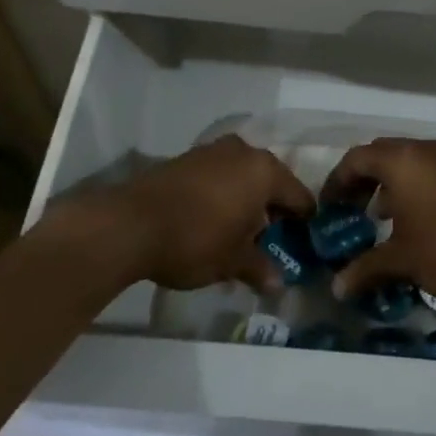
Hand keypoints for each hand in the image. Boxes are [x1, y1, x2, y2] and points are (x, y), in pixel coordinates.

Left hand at [98, 135, 313, 291]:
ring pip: (242, 176)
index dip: (304, 221)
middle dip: (272, 210)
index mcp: (264, 171)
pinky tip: (212, 221)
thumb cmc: (196, 239)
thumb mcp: (232, 261)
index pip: (298, 196)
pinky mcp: (186, 158)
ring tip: (239, 233)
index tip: (304, 242)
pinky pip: (218, 176)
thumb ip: (259, 268)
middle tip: (271, 241)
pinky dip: (222, 195)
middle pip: (270, 181)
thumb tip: (277, 283)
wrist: (130, 223)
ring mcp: (212, 151)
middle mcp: (243, 152)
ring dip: (245, 201)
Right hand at [323, 138, 435, 301]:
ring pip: (406, 161)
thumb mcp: (401, 259)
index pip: (356, 159)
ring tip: (378, 216)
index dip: (336, 181)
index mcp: (400, 161)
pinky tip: (412, 219)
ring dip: (387, 183)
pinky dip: (411, 186)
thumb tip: (336, 288)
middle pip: (380, 154)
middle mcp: (422, 150)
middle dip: (361, 179)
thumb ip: (365, 268)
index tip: (329, 207)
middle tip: (349, 207)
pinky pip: (427, 170)